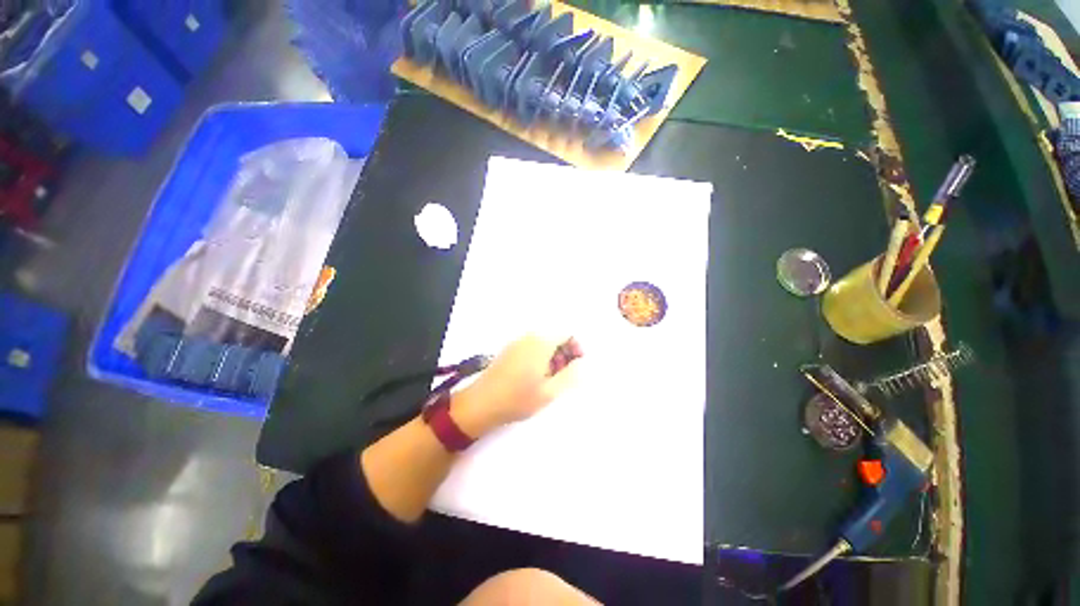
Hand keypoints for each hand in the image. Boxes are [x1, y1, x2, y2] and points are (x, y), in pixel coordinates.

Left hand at [451, 335, 582, 437]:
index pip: (566, 333)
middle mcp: (529, 337)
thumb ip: (570, 375)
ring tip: (550, 379)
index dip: (576, 347)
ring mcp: (518, 342)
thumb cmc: (518, 398)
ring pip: (544, 343)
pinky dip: (540, 357)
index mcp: (541, 342)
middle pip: (555, 336)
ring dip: (552, 356)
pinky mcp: (510, 349)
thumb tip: (582, 363)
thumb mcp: (550, 391)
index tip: (577, 365)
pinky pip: (532, 347)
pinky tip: (536, 377)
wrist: (482, 403)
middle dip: (565, 353)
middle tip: (564, 376)